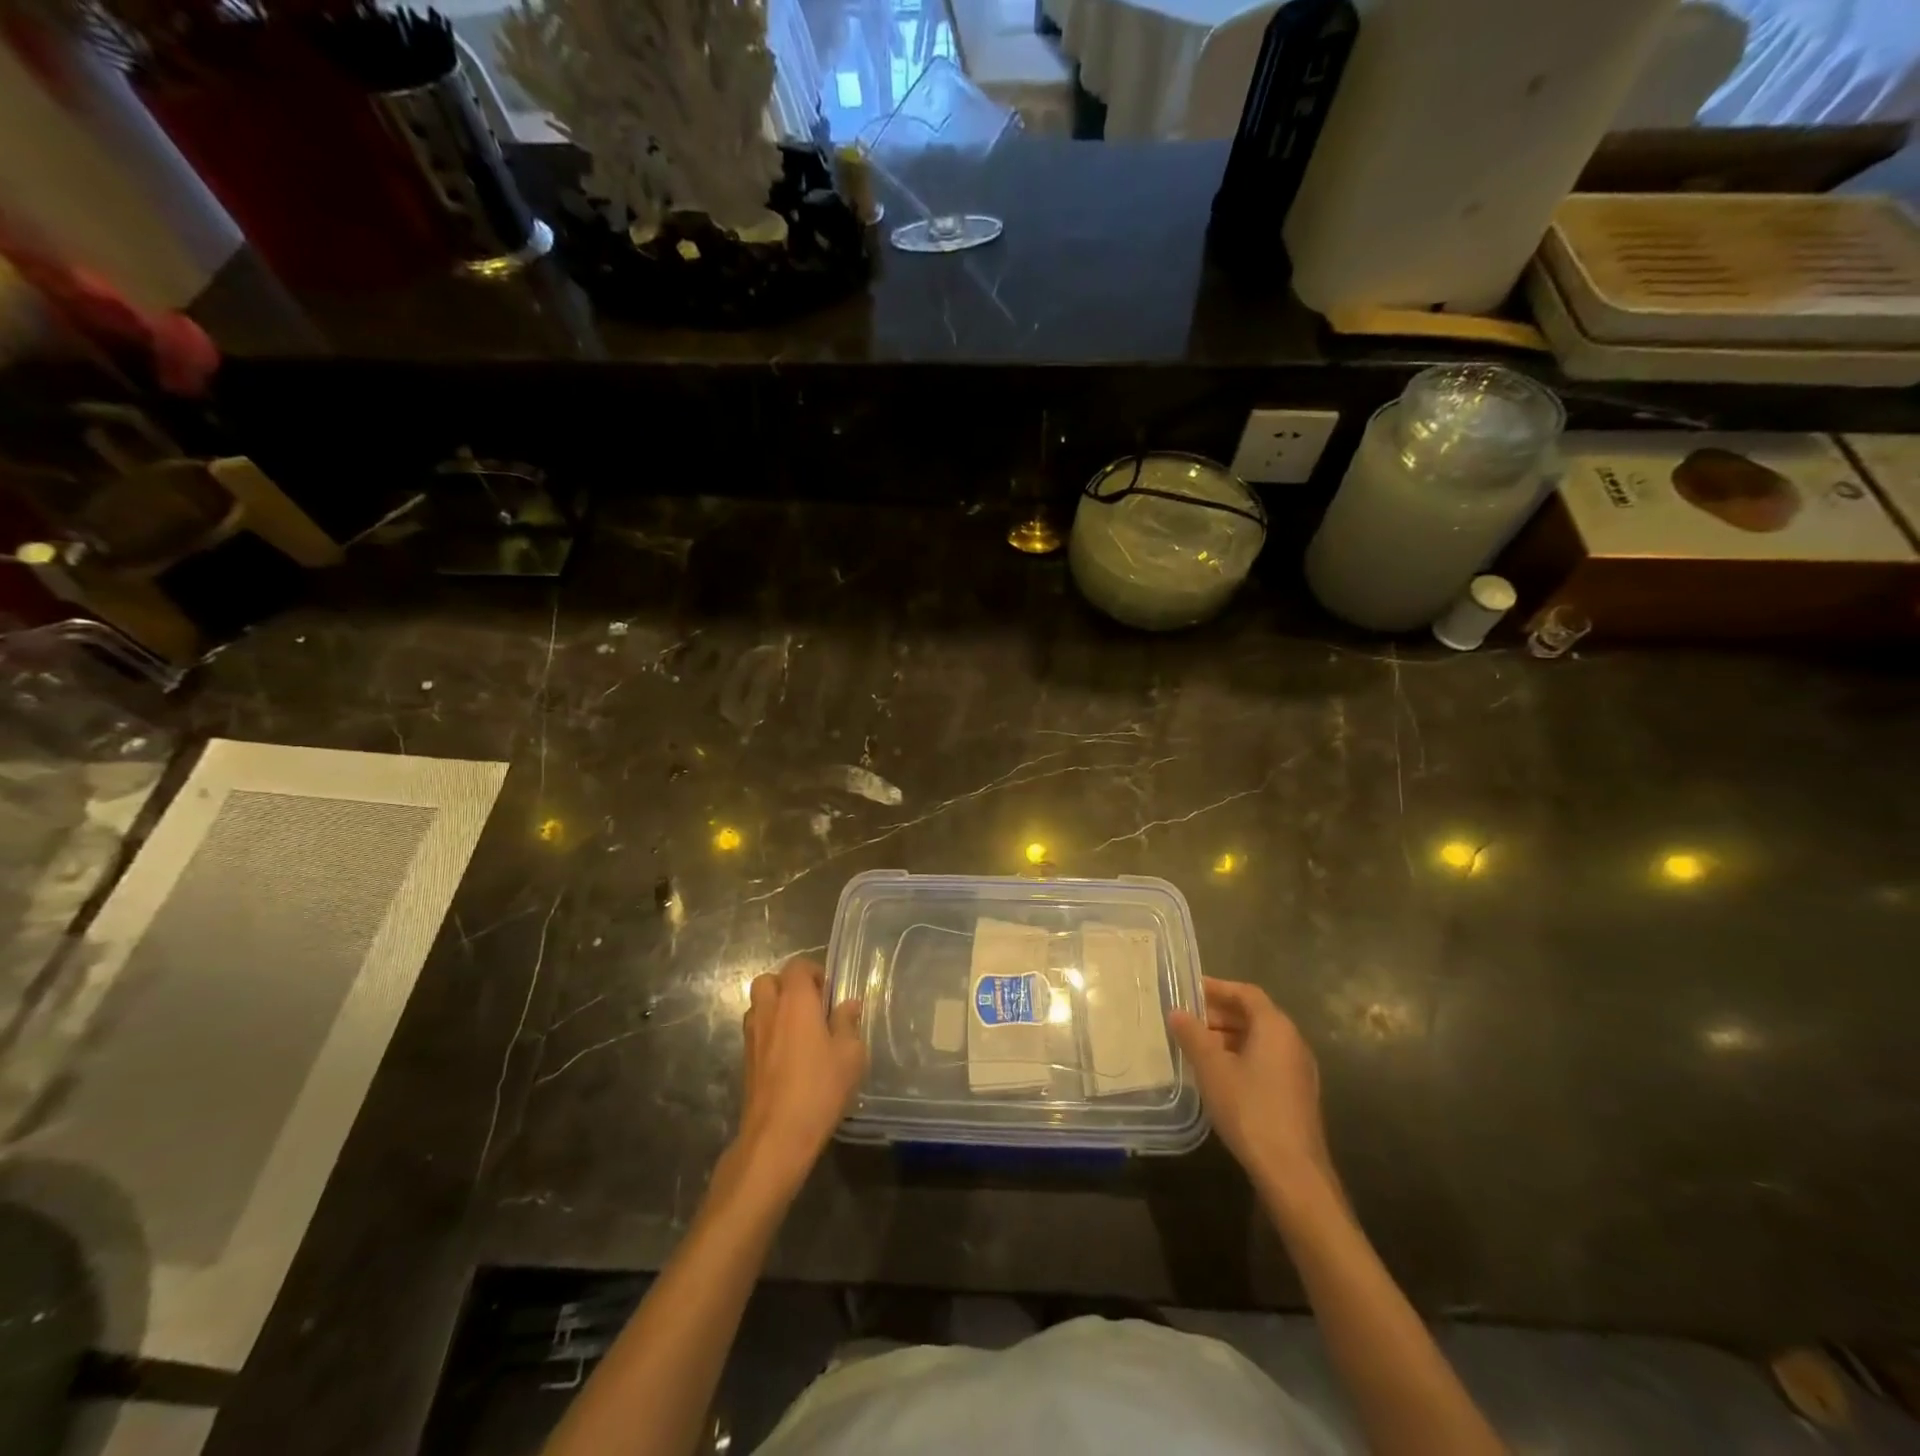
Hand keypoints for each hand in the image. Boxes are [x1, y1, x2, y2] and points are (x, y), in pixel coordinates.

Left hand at [732, 958, 865, 1199]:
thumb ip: (848, 1024)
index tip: (829, 993)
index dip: (814, 972)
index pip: (797, 967)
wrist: (776, 1137)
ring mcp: (752, 1036)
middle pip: (769, 981)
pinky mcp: (745, 1061)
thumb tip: (848, 1004)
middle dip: (788, 986)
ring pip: (758, 1005)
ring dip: (775, 1008)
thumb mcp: (849, 1055)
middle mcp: (769, 1011)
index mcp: (795, 1001)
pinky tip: (789, 1056)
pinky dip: (769, 1032)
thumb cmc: (819, 1088)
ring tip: (800, 1030)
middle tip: (811, 1006)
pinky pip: (755, 1031)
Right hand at [1168, 978, 1334, 1199]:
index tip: (1189, 990)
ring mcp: (1298, 1070)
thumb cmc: (1250, 1109)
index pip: (1246, 993)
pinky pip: (1266, 1061)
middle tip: (1187, 1020)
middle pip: (1254, 1015)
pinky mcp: (1297, 1095)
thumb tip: (1177, 1012)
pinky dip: (1241, 1057)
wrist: (1292, 1172)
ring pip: (1259, 1040)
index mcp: (1275, 1027)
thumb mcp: (1212, 1068)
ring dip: (1228, 1037)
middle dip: (1219, 1014)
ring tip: (1196, 1047)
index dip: (1217, 988)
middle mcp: (1292, 1042)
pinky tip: (1218, 1075)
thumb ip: (1192, 1035)